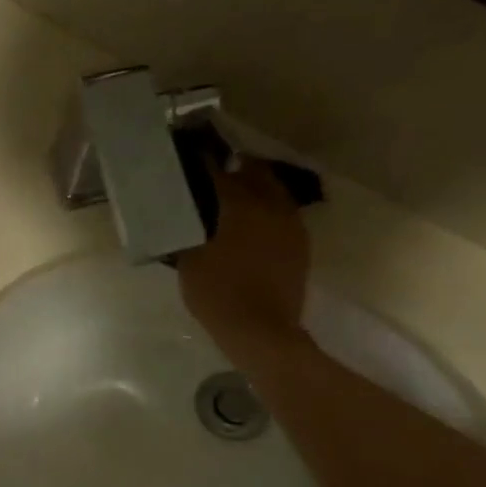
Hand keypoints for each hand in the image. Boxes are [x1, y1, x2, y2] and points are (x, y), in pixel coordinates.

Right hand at [177, 162, 310, 367]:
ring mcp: (290, 224)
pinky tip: (247, 226)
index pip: (218, 171)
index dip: (202, 162)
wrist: (261, 329)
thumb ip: (189, 230)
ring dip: (253, 189)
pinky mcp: (299, 243)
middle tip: (213, 175)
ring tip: (230, 198)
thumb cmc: (217, 294)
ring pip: (272, 191)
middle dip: (235, 168)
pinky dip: (264, 211)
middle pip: (255, 172)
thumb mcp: (190, 260)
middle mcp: (270, 205)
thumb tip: (186, 214)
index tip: (189, 156)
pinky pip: (280, 214)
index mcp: (240, 205)